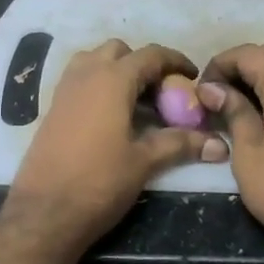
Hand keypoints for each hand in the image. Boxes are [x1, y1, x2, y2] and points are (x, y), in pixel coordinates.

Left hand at [6, 40, 227, 253]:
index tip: (193, 77)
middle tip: (161, 93)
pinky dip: (98, 85)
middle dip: (143, 64)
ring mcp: (64, 90)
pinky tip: (111, 117)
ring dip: (117, 70)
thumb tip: (219, 144)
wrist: (44, 213)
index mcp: (112, 80)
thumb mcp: (144, 162)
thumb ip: (180, 144)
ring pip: (94, 61)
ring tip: (135, 101)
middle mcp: (85, 75)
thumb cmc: (99, 182)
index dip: (175, 61)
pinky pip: (78, 80)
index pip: (150, 55)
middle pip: (119, 51)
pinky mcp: (52, 109)